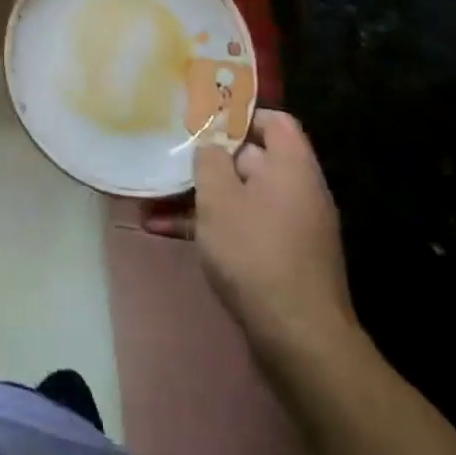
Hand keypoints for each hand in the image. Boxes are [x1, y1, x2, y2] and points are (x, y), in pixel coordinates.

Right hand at [143, 111, 355, 362]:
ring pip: (242, 197)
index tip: (202, 121)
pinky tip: (168, 233)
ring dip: (201, 197)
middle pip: (253, 159)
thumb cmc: (255, 253)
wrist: (299, 339)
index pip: (274, 121)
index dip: (239, 115)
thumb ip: (210, 161)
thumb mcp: (219, 198)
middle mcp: (298, 192)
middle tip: (169, 159)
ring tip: (155, 199)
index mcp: (292, 167)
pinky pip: (243, 228)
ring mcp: (292, 228)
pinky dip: (212, 226)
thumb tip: (211, 146)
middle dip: (209, 160)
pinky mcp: (281, 259)